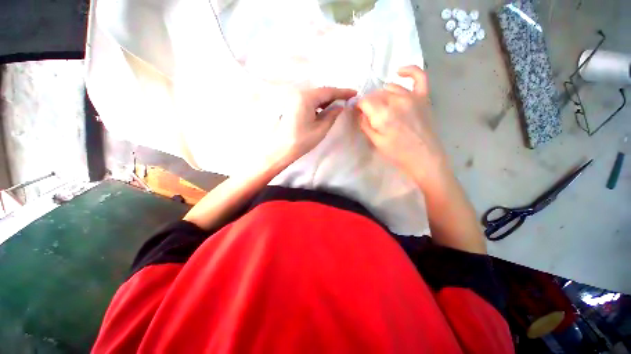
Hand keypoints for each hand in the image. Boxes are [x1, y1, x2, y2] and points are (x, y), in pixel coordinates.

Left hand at [272, 87, 356, 163]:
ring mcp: (293, 98)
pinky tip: (323, 110)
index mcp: (306, 98)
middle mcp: (299, 93)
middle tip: (347, 100)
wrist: (281, 149)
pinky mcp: (291, 105)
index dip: (342, 92)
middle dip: (334, 95)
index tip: (354, 93)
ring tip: (337, 106)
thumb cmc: (302, 141)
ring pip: (314, 96)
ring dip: (326, 100)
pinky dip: (317, 103)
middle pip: (321, 91)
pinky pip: (308, 100)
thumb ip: (332, 114)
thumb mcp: (321, 129)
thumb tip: (340, 106)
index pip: (328, 91)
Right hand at [357, 66, 446, 183]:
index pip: (365, 101)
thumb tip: (360, 113)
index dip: (359, 106)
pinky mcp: (423, 97)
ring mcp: (412, 97)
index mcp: (383, 115)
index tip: (358, 112)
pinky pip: (418, 76)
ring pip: (390, 87)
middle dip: (369, 103)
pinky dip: (409, 71)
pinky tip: (399, 72)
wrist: (424, 158)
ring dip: (382, 94)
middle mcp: (397, 101)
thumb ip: (365, 125)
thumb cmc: (397, 154)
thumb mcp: (376, 142)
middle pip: (376, 94)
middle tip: (370, 114)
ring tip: (382, 106)